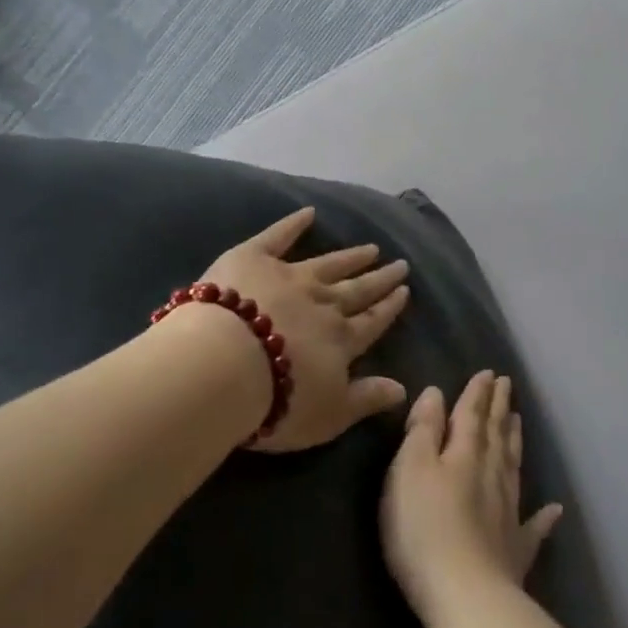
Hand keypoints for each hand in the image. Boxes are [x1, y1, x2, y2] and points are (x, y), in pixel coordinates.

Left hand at [195, 207, 411, 452]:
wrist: (223, 366)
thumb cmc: (277, 402)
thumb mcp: (329, 415)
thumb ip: (366, 399)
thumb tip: (403, 390)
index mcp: (340, 340)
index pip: (372, 322)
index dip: (389, 308)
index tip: (404, 291)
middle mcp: (323, 303)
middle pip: (357, 289)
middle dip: (379, 278)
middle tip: (399, 264)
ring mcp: (289, 277)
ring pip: (328, 264)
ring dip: (351, 256)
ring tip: (371, 247)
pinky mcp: (253, 259)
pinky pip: (277, 237)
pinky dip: (293, 224)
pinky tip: (309, 212)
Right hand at [380, 371, 563, 626]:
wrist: (465, 594)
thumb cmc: (424, 527)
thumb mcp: (410, 469)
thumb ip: (423, 430)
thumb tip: (437, 392)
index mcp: (465, 453)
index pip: (472, 414)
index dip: (478, 393)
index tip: (490, 373)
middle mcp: (492, 475)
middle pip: (496, 435)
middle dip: (499, 409)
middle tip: (507, 386)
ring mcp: (508, 512)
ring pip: (513, 467)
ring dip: (515, 442)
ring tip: (518, 421)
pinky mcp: (515, 549)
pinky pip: (533, 526)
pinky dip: (544, 516)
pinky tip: (555, 509)